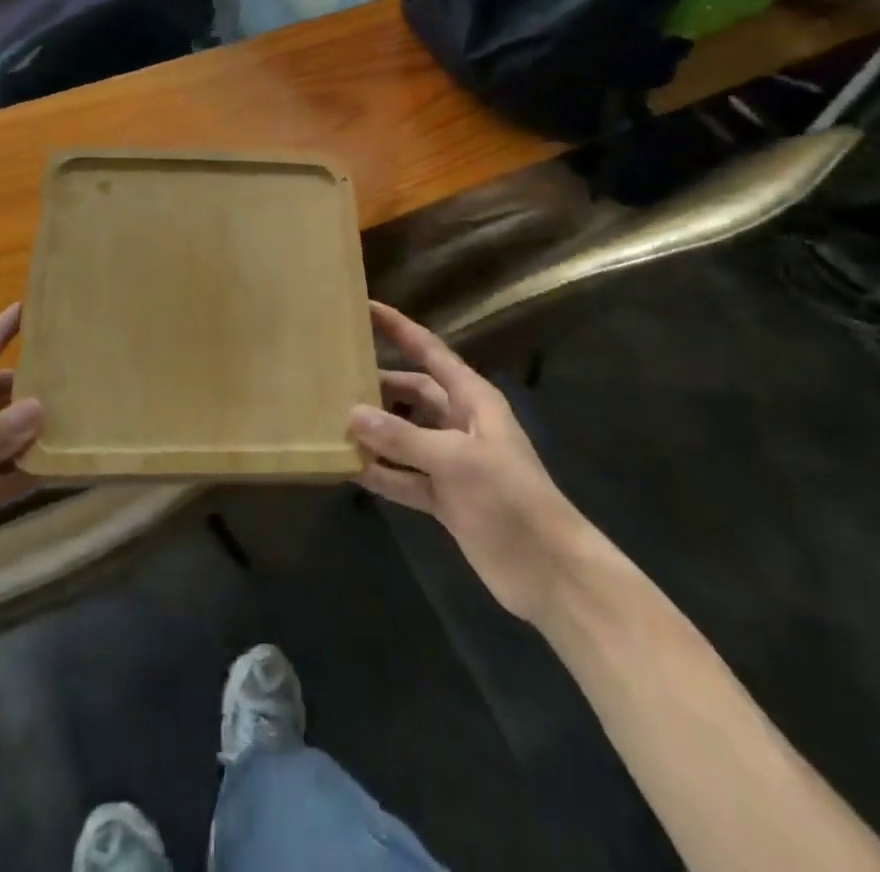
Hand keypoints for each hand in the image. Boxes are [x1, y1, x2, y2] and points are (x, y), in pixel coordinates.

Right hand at [349, 302, 582, 623]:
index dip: (399, 328)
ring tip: (330, 420)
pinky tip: (348, 467)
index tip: (366, 307)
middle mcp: (459, 423)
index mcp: (472, 399)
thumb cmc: (510, 498)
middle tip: (333, 375)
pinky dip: (380, 472)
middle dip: (377, 384)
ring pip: (403, 435)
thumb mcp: (456, 460)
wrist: (549, 571)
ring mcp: (450, 462)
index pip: (430, 351)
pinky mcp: (443, 497)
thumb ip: (403, 437)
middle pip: (411, 393)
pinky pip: (403, 476)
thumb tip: (352, 413)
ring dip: (374, 431)